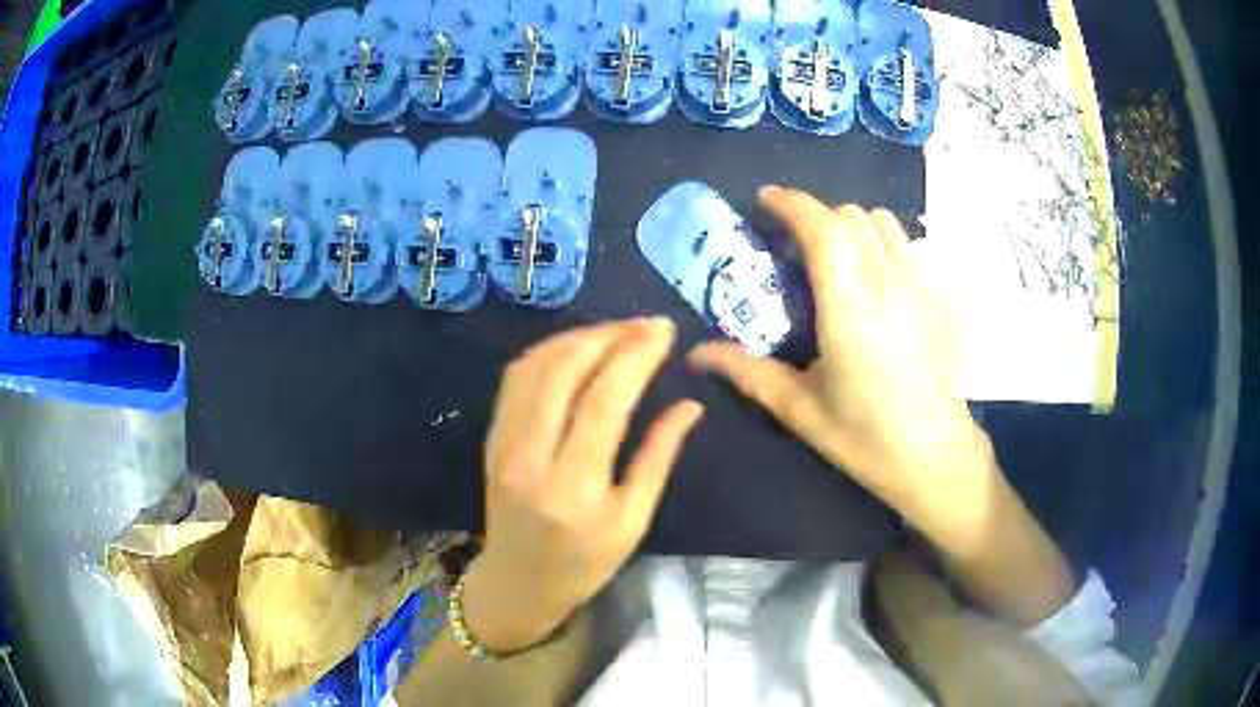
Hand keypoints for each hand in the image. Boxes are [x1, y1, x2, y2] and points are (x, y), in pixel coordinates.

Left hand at [463, 318, 702, 652]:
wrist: (516, 585)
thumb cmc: (584, 565)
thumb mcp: (632, 522)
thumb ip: (658, 459)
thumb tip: (688, 406)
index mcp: (575, 487)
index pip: (605, 401)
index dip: (636, 356)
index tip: (665, 333)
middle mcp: (531, 458)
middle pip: (565, 372)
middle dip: (610, 335)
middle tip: (647, 324)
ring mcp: (503, 445)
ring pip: (534, 368)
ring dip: (577, 337)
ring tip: (617, 329)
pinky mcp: (492, 439)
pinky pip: (515, 381)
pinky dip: (547, 352)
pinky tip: (576, 345)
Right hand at [689, 187, 988, 511]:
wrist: (935, 455)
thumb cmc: (865, 437)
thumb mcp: (799, 409)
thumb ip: (747, 371)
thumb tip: (696, 353)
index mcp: (848, 304)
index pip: (820, 225)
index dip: (789, 203)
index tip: (764, 202)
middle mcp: (887, 280)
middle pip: (848, 215)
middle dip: (816, 217)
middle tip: (795, 248)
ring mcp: (920, 284)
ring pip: (882, 221)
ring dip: (851, 225)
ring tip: (837, 257)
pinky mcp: (941, 295)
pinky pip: (908, 245)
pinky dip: (883, 243)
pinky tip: (876, 281)